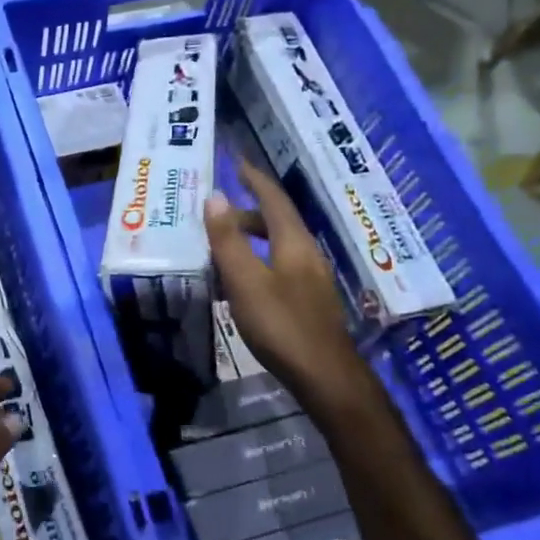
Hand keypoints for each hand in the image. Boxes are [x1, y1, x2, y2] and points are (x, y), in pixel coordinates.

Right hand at [205, 160, 369, 408]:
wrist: (325, 377)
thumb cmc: (281, 326)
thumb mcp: (245, 281)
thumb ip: (228, 240)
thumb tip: (215, 197)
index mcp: (294, 243)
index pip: (274, 199)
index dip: (255, 179)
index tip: (237, 162)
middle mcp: (307, 254)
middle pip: (277, 222)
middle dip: (245, 214)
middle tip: (214, 219)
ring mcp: (312, 279)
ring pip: (278, 246)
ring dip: (250, 241)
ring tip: (220, 252)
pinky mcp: (309, 301)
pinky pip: (280, 267)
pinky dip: (257, 263)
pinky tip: (240, 286)